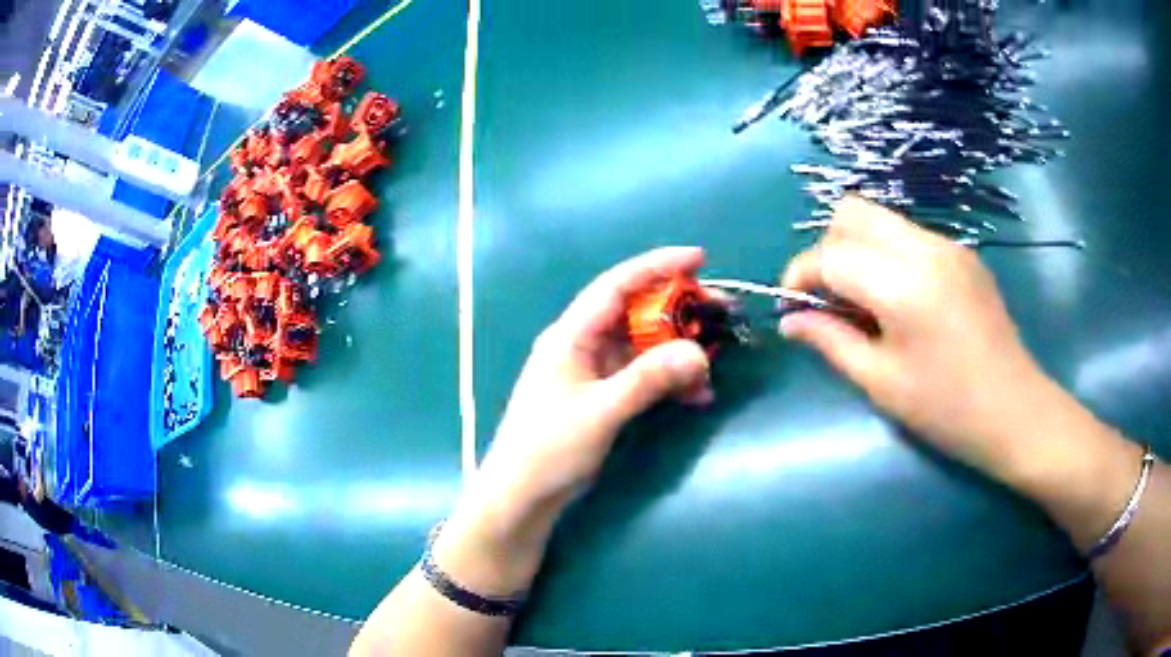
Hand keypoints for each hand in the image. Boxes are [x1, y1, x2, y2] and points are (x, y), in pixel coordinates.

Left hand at [479, 247, 713, 514]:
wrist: (523, 495)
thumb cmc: (550, 449)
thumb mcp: (601, 411)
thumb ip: (648, 380)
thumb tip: (698, 353)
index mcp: (571, 334)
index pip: (617, 285)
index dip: (658, 266)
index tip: (699, 258)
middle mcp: (582, 344)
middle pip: (636, 311)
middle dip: (679, 309)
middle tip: (721, 311)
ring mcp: (593, 371)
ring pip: (644, 345)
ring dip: (679, 349)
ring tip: (717, 357)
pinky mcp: (602, 395)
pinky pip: (642, 375)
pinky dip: (669, 380)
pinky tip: (697, 394)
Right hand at [778, 197, 1052, 474]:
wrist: (1015, 410)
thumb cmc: (946, 409)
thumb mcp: (881, 382)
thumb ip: (830, 341)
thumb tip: (790, 320)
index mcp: (903, 283)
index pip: (831, 254)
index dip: (800, 275)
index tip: (792, 306)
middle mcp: (924, 247)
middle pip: (852, 213)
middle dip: (827, 249)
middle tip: (830, 298)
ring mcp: (947, 245)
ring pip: (880, 219)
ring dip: (857, 250)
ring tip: (864, 303)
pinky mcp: (962, 253)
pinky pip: (908, 236)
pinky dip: (887, 256)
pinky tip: (900, 301)